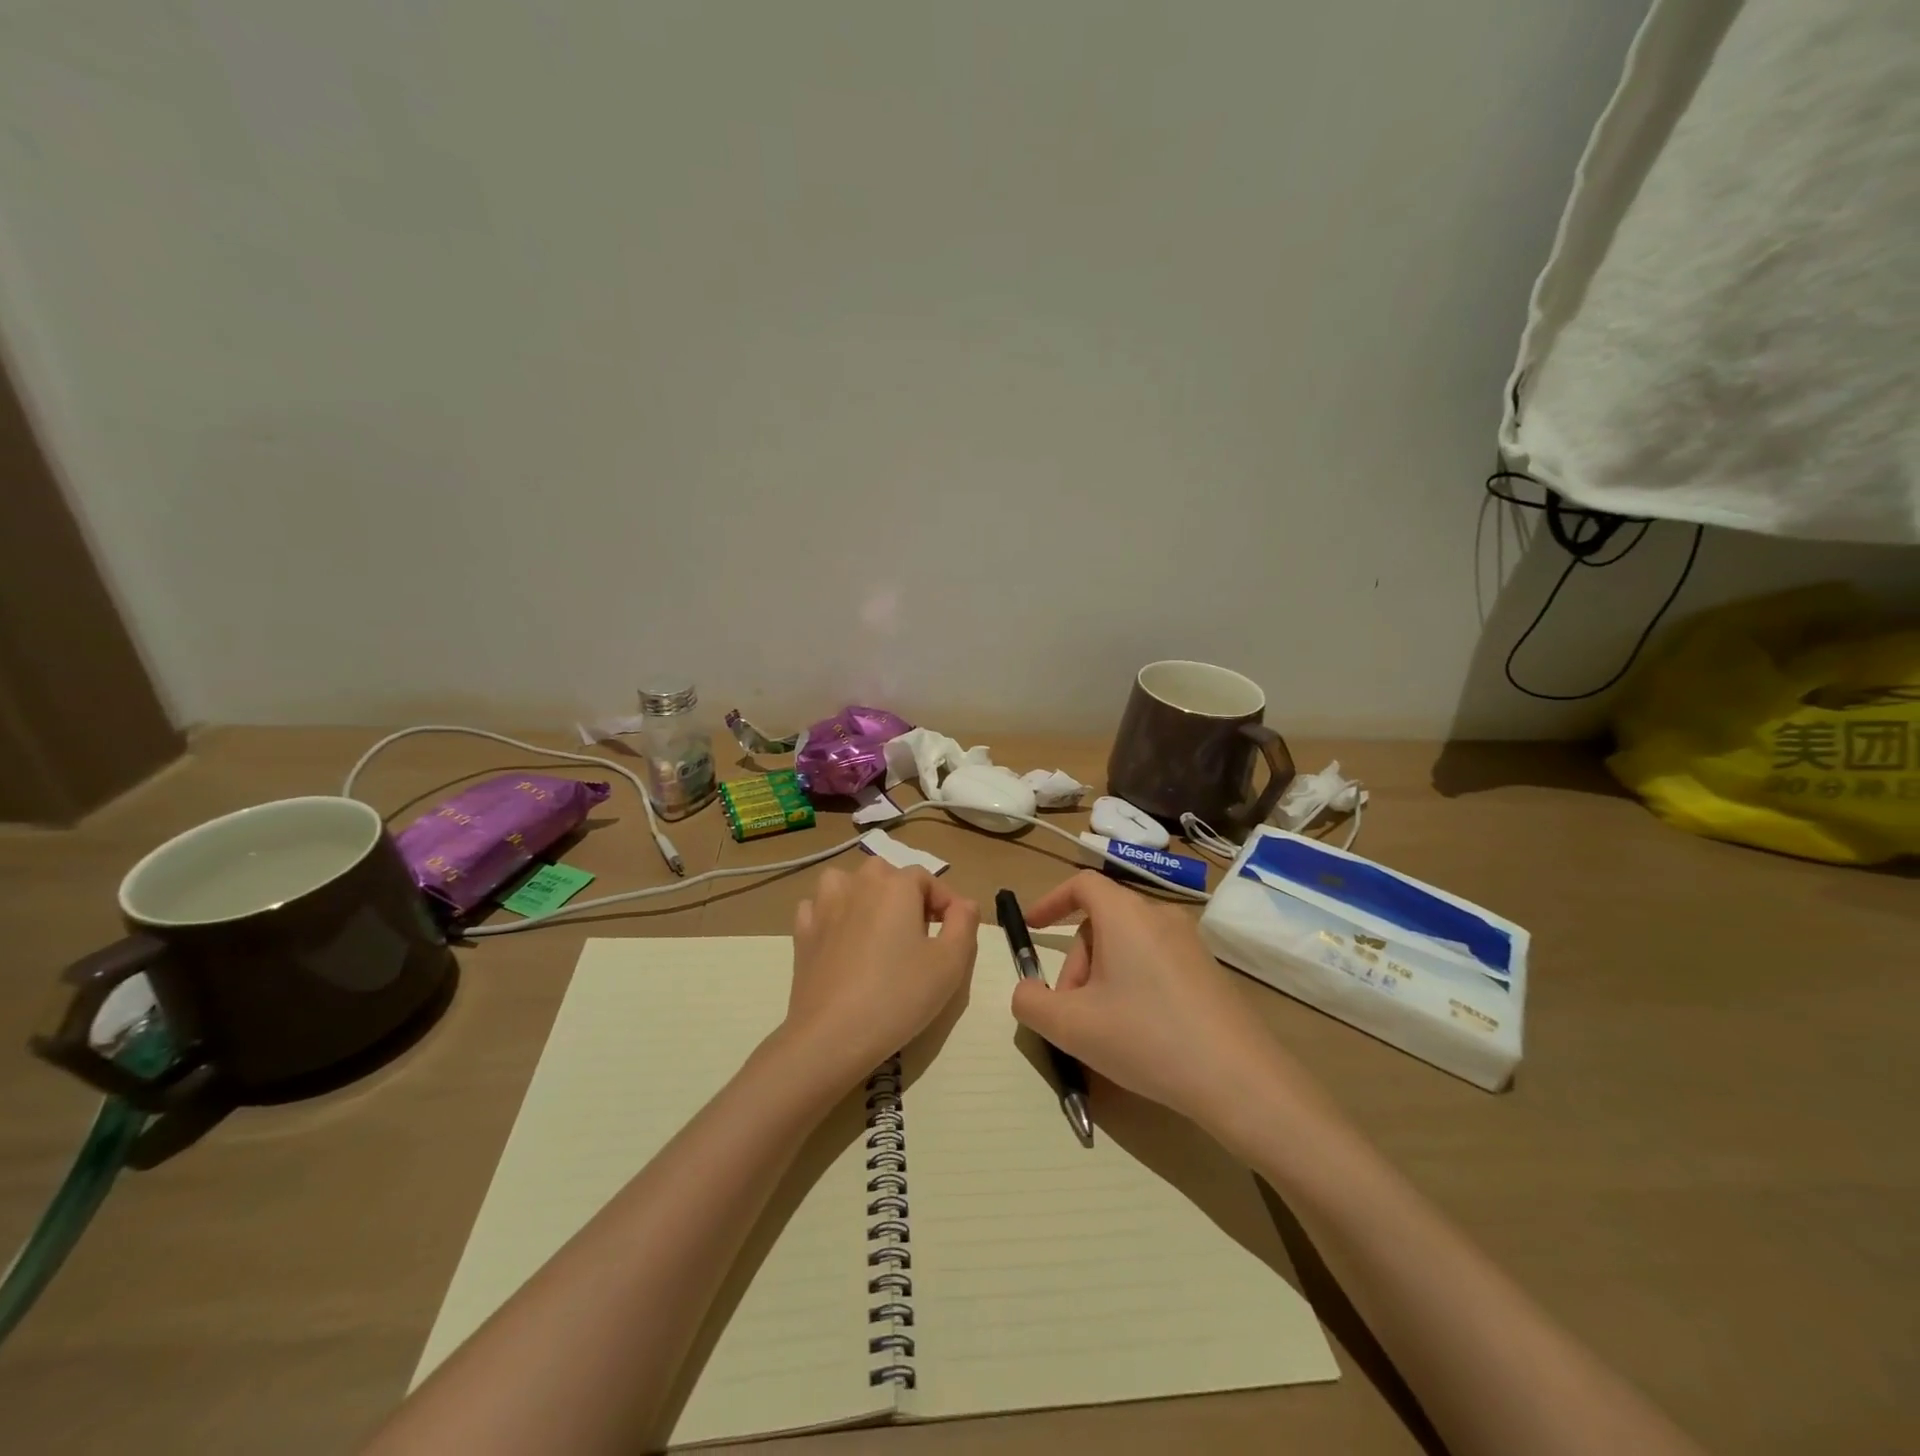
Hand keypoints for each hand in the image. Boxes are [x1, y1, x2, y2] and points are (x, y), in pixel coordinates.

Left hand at [782, 859, 979, 1083]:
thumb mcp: (950, 964)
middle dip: (905, 895)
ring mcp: (824, 906)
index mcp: (895, 886)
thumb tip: (963, 904)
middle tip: (919, 932)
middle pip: (886, 874)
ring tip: (876, 926)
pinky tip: (841, 938)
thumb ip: (964, 924)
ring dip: (863, 894)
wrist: (832, 1035)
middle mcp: (858, 884)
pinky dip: (831, 914)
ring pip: (846, 881)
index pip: (927, 879)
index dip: (945, 902)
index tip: (954, 932)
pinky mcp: (802, 932)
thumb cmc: (898, 996)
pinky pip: (818, 907)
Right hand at [1010, 872, 1334, 1143]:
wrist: (1239, 1080)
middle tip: (1070, 1012)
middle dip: (1076, 964)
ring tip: (1102, 1030)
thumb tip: (1026, 991)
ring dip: (1102, 978)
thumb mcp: (1072, 1027)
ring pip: (1127, 946)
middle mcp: (1159, 916)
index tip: (1032, 929)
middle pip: (1101, 923)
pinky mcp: (1208, 970)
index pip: (1081, 884)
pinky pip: (1154, 962)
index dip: (1051, 901)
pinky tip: (1138, 1034)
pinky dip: (1132, 985)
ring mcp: (1189, 942)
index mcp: (1125, 914)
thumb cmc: (1146, 1038)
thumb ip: (1031, 1003)